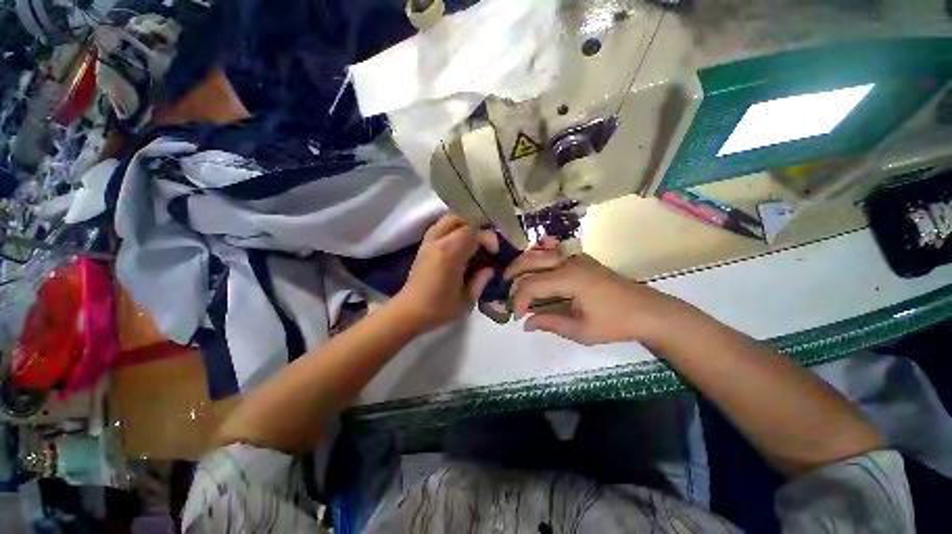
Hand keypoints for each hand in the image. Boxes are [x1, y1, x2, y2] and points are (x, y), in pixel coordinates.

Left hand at [393, 214, 498, 332]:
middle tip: (483, 245)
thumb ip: (481, 280)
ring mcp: (428, 243)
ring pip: (447, 220)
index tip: (495, 252)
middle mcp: (437, 242)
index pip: (472, 233)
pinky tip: (458, 247)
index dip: (488, 238)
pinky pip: (439, 228)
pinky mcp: (423, 247)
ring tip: (471, 243)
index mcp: (450, 254)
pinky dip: (452, 231)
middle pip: (458, 219)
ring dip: (462, 227)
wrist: (409, 312)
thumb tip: (490, 268)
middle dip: (474, 228)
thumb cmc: (439, 309)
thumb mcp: (466, 299)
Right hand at [505, 241, 694, 345]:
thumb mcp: (581, 330)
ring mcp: (576, 258)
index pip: (532, 284)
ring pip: (540, 253)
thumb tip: (526, 324)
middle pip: (531, 260)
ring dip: (523, 264)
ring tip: (513, 278)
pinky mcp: (581, 259)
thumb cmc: (615, 323)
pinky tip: (533, 267)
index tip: (517, 316)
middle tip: (505, 289)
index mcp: (569, 278)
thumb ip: (550, 322)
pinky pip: (553, 253)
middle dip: (513, 274)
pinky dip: (538, 258)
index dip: (519, 300)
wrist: (648, 310)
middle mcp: (569, 262)